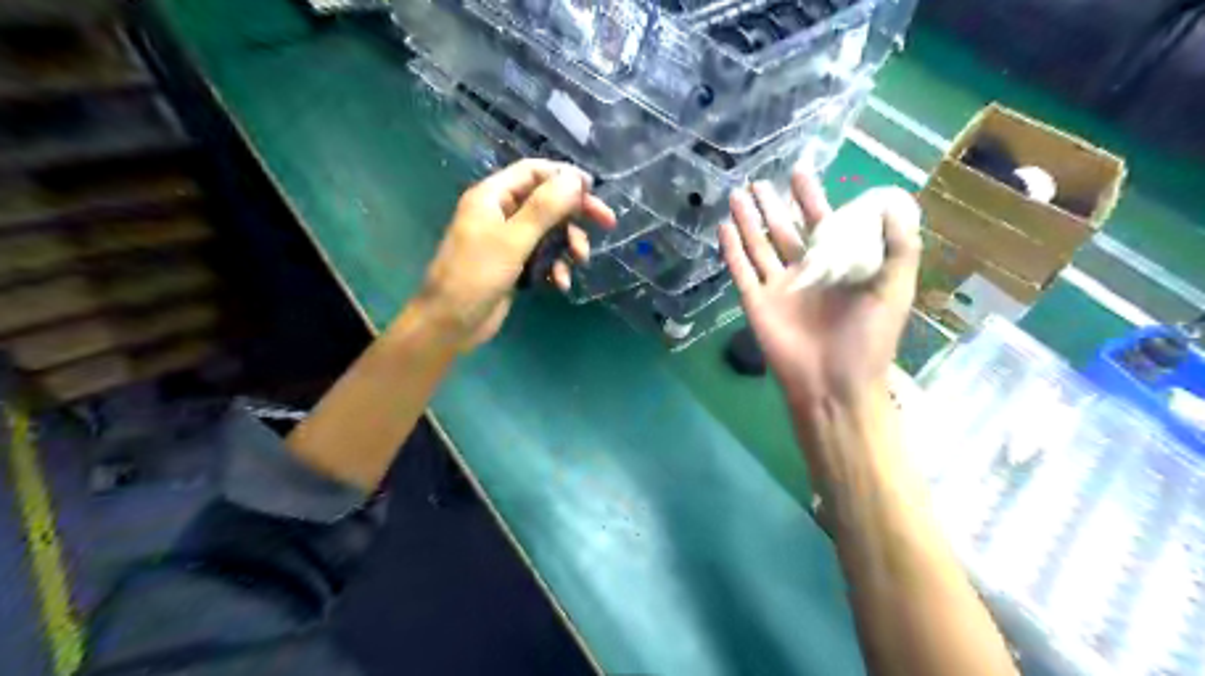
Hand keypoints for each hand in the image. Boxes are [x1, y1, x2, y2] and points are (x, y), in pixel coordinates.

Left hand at [420, 157, 616, 347]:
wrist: (450, 324)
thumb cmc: (476, 276)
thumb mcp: (513, 240)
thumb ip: (544, 208)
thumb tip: (575, 179)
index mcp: (492, 196)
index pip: (534, 172)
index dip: (564, 176)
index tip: (594, 189)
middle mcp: (500, 213)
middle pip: (546, 201)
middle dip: (575, 213)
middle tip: (607, 222)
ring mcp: (507, 241)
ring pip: (549, 232)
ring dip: (567, 244)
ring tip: (580, 261)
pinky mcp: (514, 265)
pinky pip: (542, 256)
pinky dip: (555, 266)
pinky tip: (559, 283)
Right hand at [718, 173, 919, 409]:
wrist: (834, 385)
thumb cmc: (868, 339)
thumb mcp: (896, 289)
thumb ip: (899, 247)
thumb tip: (894, 203)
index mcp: (837, 267)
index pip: (822, 224)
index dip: (811, 199)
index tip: (801, 172)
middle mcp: (805, 273)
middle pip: (784, 231)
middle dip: (772, 205)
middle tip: (759, 180)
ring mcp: (778, 288)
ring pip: (758, 246)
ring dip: (748, 220)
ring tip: (737, 194)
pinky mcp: (756, 303)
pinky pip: (741, 270)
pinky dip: (732, 250)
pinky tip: (724, 227)